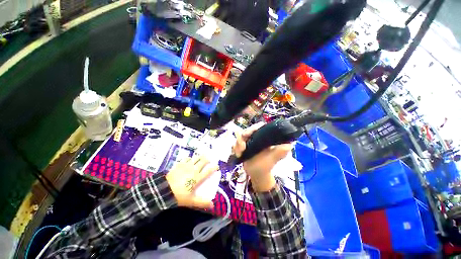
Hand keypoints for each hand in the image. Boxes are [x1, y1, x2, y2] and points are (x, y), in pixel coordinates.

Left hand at [166, 156, 218, 208]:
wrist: (164, 190)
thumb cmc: (179, 196)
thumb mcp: (191, 201)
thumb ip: (202, 202)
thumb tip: (212, 205)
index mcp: (198, 178)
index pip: (209, 170)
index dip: (214, 167)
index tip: (217, 167)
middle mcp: (194, 169)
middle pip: (203, 161)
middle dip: (207, 160)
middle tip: (209, 161)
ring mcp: (187, 166)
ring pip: (196, 158)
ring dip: (200, 157)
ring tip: (201, 157)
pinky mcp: (180, 164)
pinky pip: (187, 158)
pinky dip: (190, 158)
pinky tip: (189, 160)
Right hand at [233, 122, 291, 191]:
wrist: (257, 175)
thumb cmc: (267, 166)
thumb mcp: (274, 159)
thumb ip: (281, 152)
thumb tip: (289, 144)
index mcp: (264, 137)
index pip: (259, 127)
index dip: (253, 128)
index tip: (247, 134)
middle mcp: (256, 137)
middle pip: (246, 131)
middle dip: (242, 138)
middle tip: (242, 146)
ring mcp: (248, 142)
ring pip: (239, 138)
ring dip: (238, 145)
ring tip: (240, 153)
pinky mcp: (241, 147)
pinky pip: (235, 145)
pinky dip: (235, 150)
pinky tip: (238, 155)